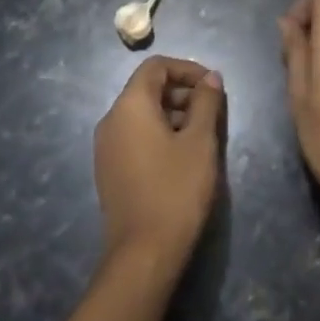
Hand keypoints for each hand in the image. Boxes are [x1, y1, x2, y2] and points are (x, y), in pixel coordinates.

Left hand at [94, 57, 223, 265]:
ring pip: (142, 114)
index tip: (213, 86)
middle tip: (213, 111)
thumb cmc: (176, 190)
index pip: (155, 67)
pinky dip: (159, 133)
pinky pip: (135, 136)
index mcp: (129, 106)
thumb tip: (210, 78)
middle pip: (147, 88)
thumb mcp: (200, 142)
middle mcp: (111, 120)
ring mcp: (106, 147)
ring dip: (173, 113)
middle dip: (182, 92)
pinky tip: (183, 155)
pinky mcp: (109, 169)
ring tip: (203, 134)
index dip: (187, 68)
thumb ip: (206, 103)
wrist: (143, 253)